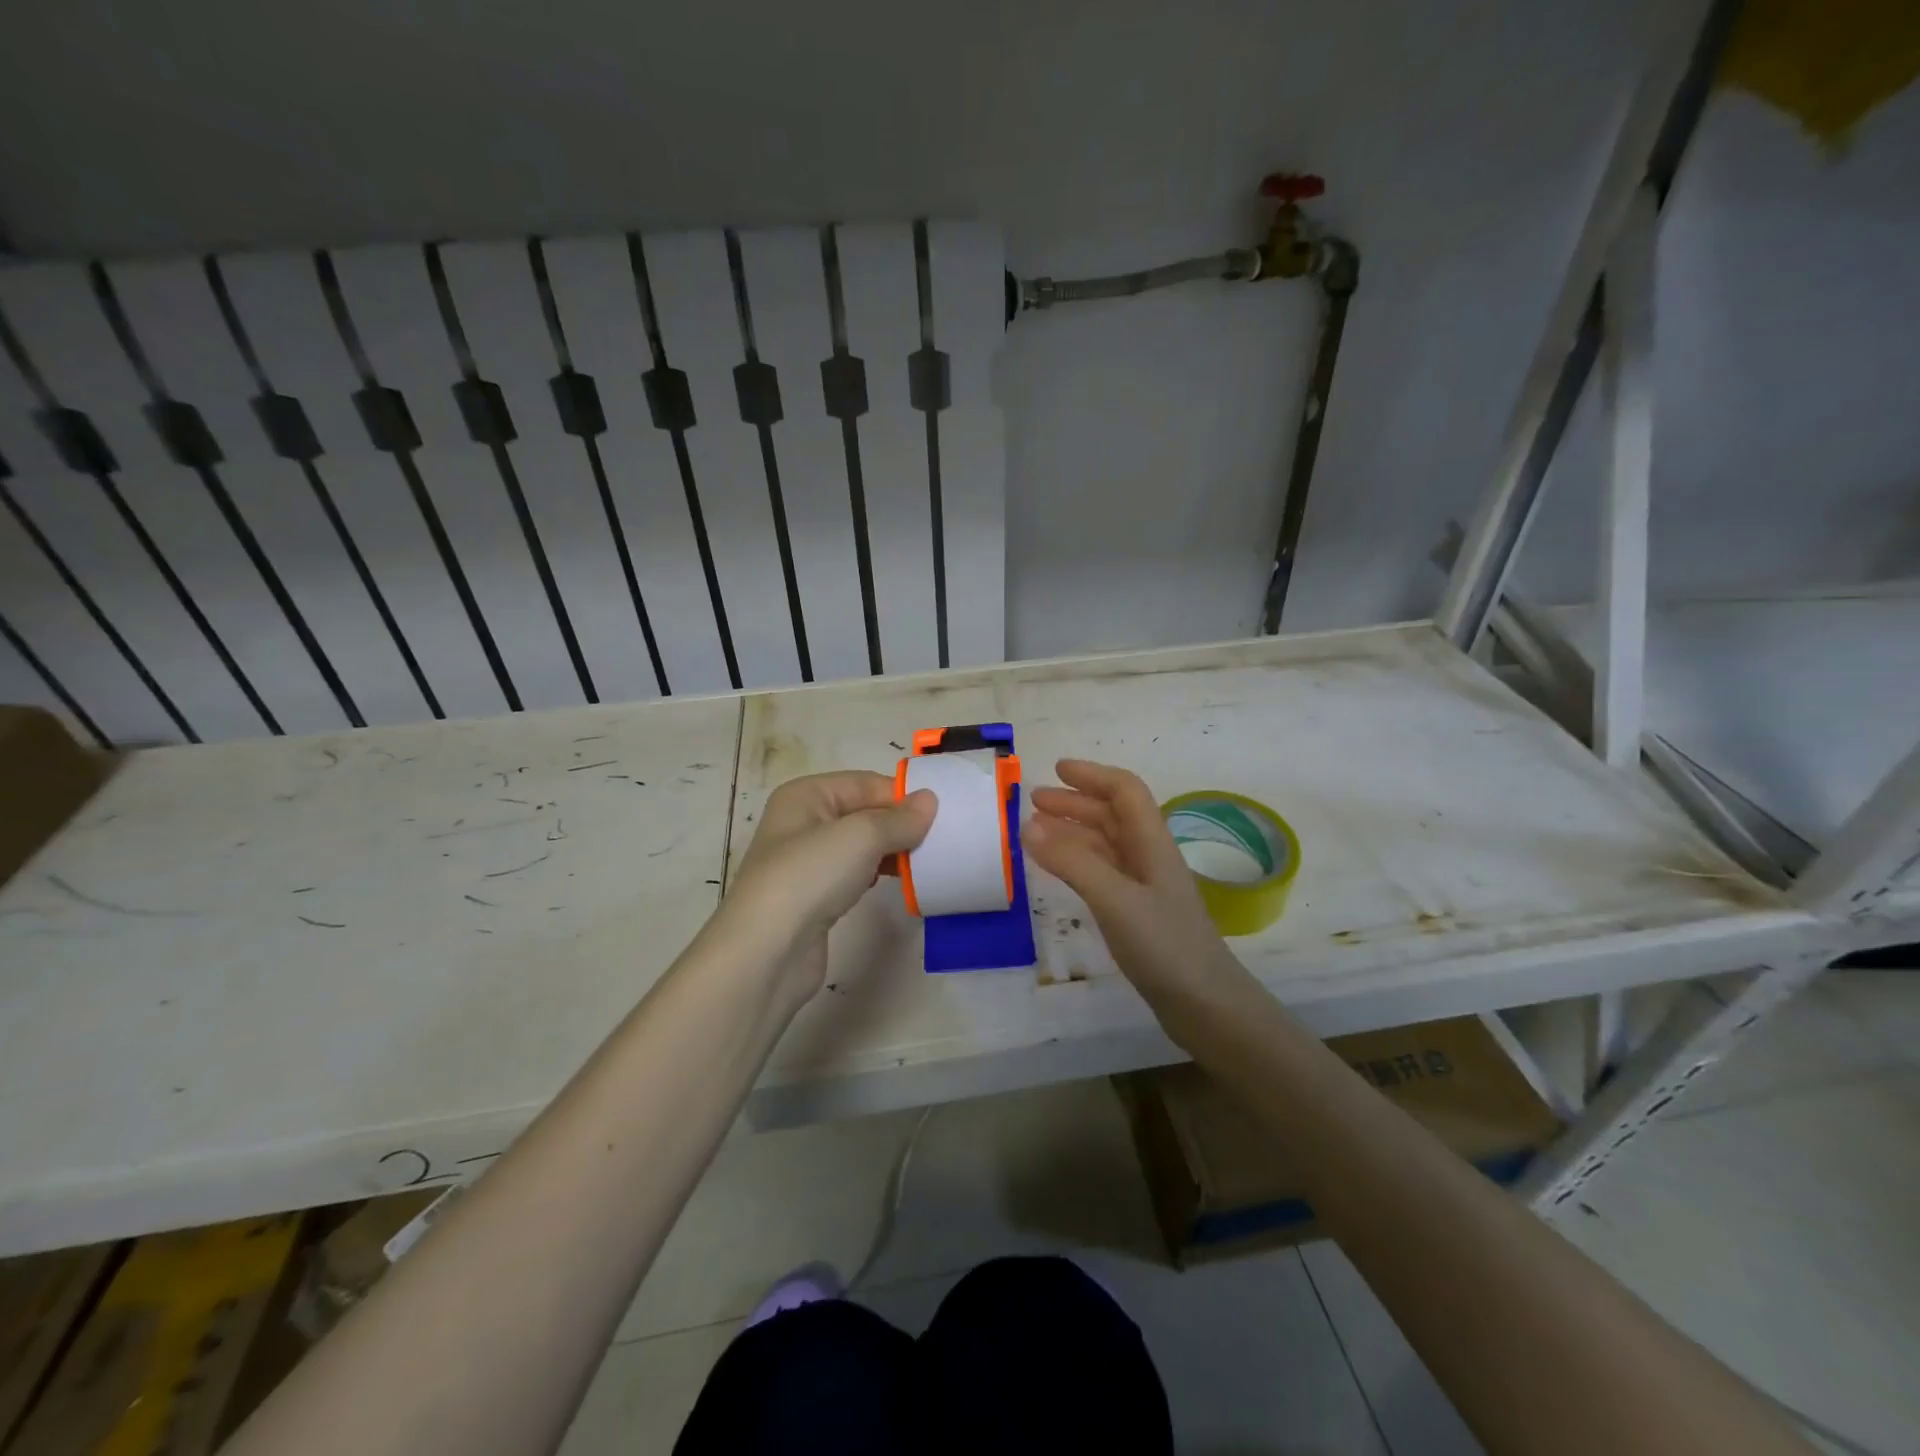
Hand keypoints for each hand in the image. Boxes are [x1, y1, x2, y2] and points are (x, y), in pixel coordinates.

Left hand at [721, 771, 935, 1002]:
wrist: (766, 953)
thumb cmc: (809, 877)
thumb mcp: (861, 836)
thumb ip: (899, 818)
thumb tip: (929, 801)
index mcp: (806, 795)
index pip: (866, 783)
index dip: (902, 796)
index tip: (941, 815)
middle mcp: (803, 822)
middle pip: (864, 812)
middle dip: (900, 824)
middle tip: (941, 839)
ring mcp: (807, 861)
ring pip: (861, 845)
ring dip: (893, 850)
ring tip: (926, 862)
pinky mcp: (815, 896)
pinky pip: (855, 873)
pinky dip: (878, 874)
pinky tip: (899, 883)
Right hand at [1023, 760, 1241, 1007]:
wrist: (1205, 1004)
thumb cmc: (1164, 945)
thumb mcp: (1115, 899)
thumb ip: (1072, 862)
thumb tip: (1027, 827)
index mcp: (1152, 842)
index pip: (1125, 791)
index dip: (1092, 775)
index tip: (1055, 770)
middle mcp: (1148, 856)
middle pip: (1112, 814)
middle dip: (1075, 802)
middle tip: (1033, 801)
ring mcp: (1143, 886)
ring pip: (1105, 843)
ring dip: (1073, 831)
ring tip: (1035, 831)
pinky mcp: (1137, 912)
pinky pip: (1102, 871)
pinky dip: (1077, 861)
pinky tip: (1058, 868)